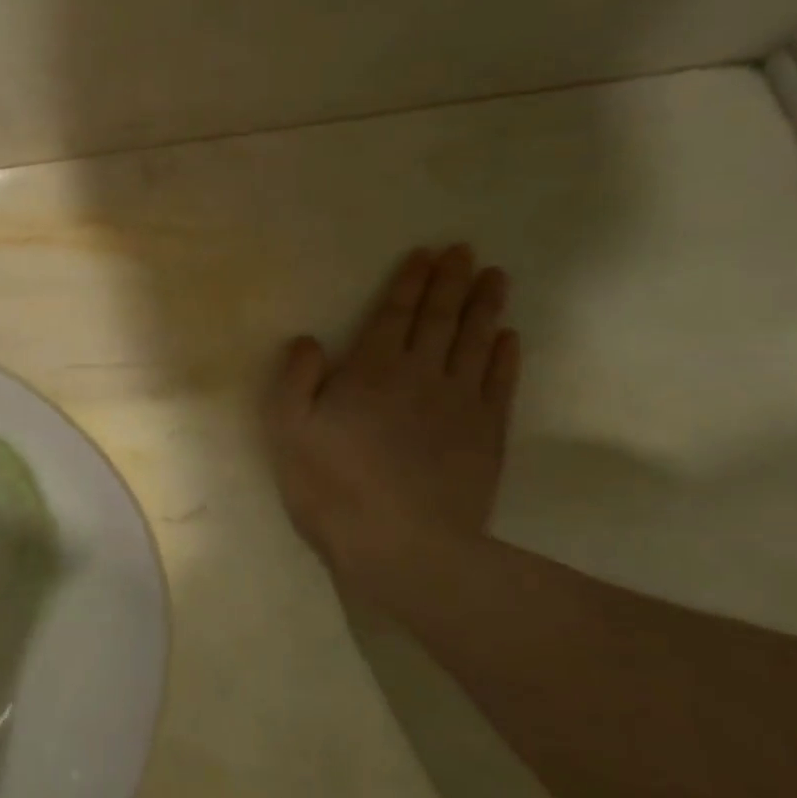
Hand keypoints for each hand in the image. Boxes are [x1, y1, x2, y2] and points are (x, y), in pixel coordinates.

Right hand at [262, 246, 520, 607]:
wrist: (403, 546)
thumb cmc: (332, 484)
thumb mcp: (288, 429)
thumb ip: (296, 378)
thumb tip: (309, 339)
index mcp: (372, 370)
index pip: (395, 314)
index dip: (411, 282)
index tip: (429, 254)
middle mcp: (421, 374)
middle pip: (440, 319)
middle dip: (452, 282)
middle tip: (467, 251)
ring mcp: (460, 404)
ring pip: (475, 343)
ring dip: (485, 308)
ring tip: (496, 278)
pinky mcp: (486, 435)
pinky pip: (499, 383)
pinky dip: (504, 356)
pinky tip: (508, 338)